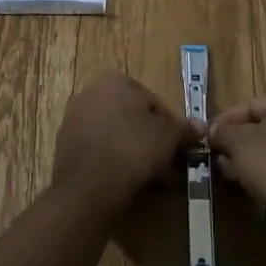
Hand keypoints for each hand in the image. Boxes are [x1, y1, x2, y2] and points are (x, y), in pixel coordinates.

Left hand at [52, 71, 199, 210]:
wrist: (90, 185)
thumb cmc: (134, 148)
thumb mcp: (169, 136)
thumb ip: (184, 128)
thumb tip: (201, 126)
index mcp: (114, 80)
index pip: (153, 101)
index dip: (171, 126)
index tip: (179, 148)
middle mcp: (89, 92)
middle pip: (131, 117)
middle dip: (151, 139)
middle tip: (167, 164)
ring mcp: (73, 119)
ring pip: (115, 135)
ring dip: (133, 152)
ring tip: (152, 178)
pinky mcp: (64, 147)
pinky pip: (98, 150)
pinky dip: (113, 162)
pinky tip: (128, 182)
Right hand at [207, 91, 265, 207]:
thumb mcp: (237, 141)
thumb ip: (223, 131)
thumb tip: (214, 131)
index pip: (252, 105)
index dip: (226, 120)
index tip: (209, 134)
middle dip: (239, 140)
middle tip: (218, 153)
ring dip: (250, 156)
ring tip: (227, 169)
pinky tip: (246, 180)